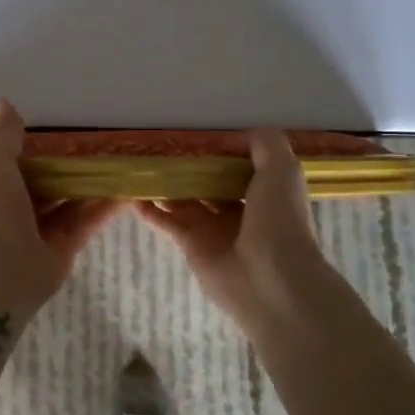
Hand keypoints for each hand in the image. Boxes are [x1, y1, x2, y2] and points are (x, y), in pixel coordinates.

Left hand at [0, 98, 120, 309]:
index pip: (15, 167)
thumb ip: (4, 134)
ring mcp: (39, 232)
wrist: (1, 267)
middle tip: (98, 149)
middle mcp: (15, 210)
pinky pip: (85, 222)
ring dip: (90, 186)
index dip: (36, 152)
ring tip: (118, 165)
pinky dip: (103, 208)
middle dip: (67, 170)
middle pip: (46, 186)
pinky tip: (126, 191)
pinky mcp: (63, 249)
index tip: (62, 136)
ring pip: (68, 203)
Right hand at [135, 128, 331, 328]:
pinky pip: (167, 221)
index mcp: (265, 191)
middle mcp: (240, 208)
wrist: (270, 279)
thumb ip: (265, 143)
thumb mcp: (282, 169)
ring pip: (185, 199)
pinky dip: (150, 209)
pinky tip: (132, 193)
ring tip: (142, 164)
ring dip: (166, 184)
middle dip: (190, 166)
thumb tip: (233, 137)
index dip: (220, 150)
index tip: (196, 135)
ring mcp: (213, 228)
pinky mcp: (191, 244)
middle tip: (162, 147)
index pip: (239, 164)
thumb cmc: (279, 220)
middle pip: (209, 181)